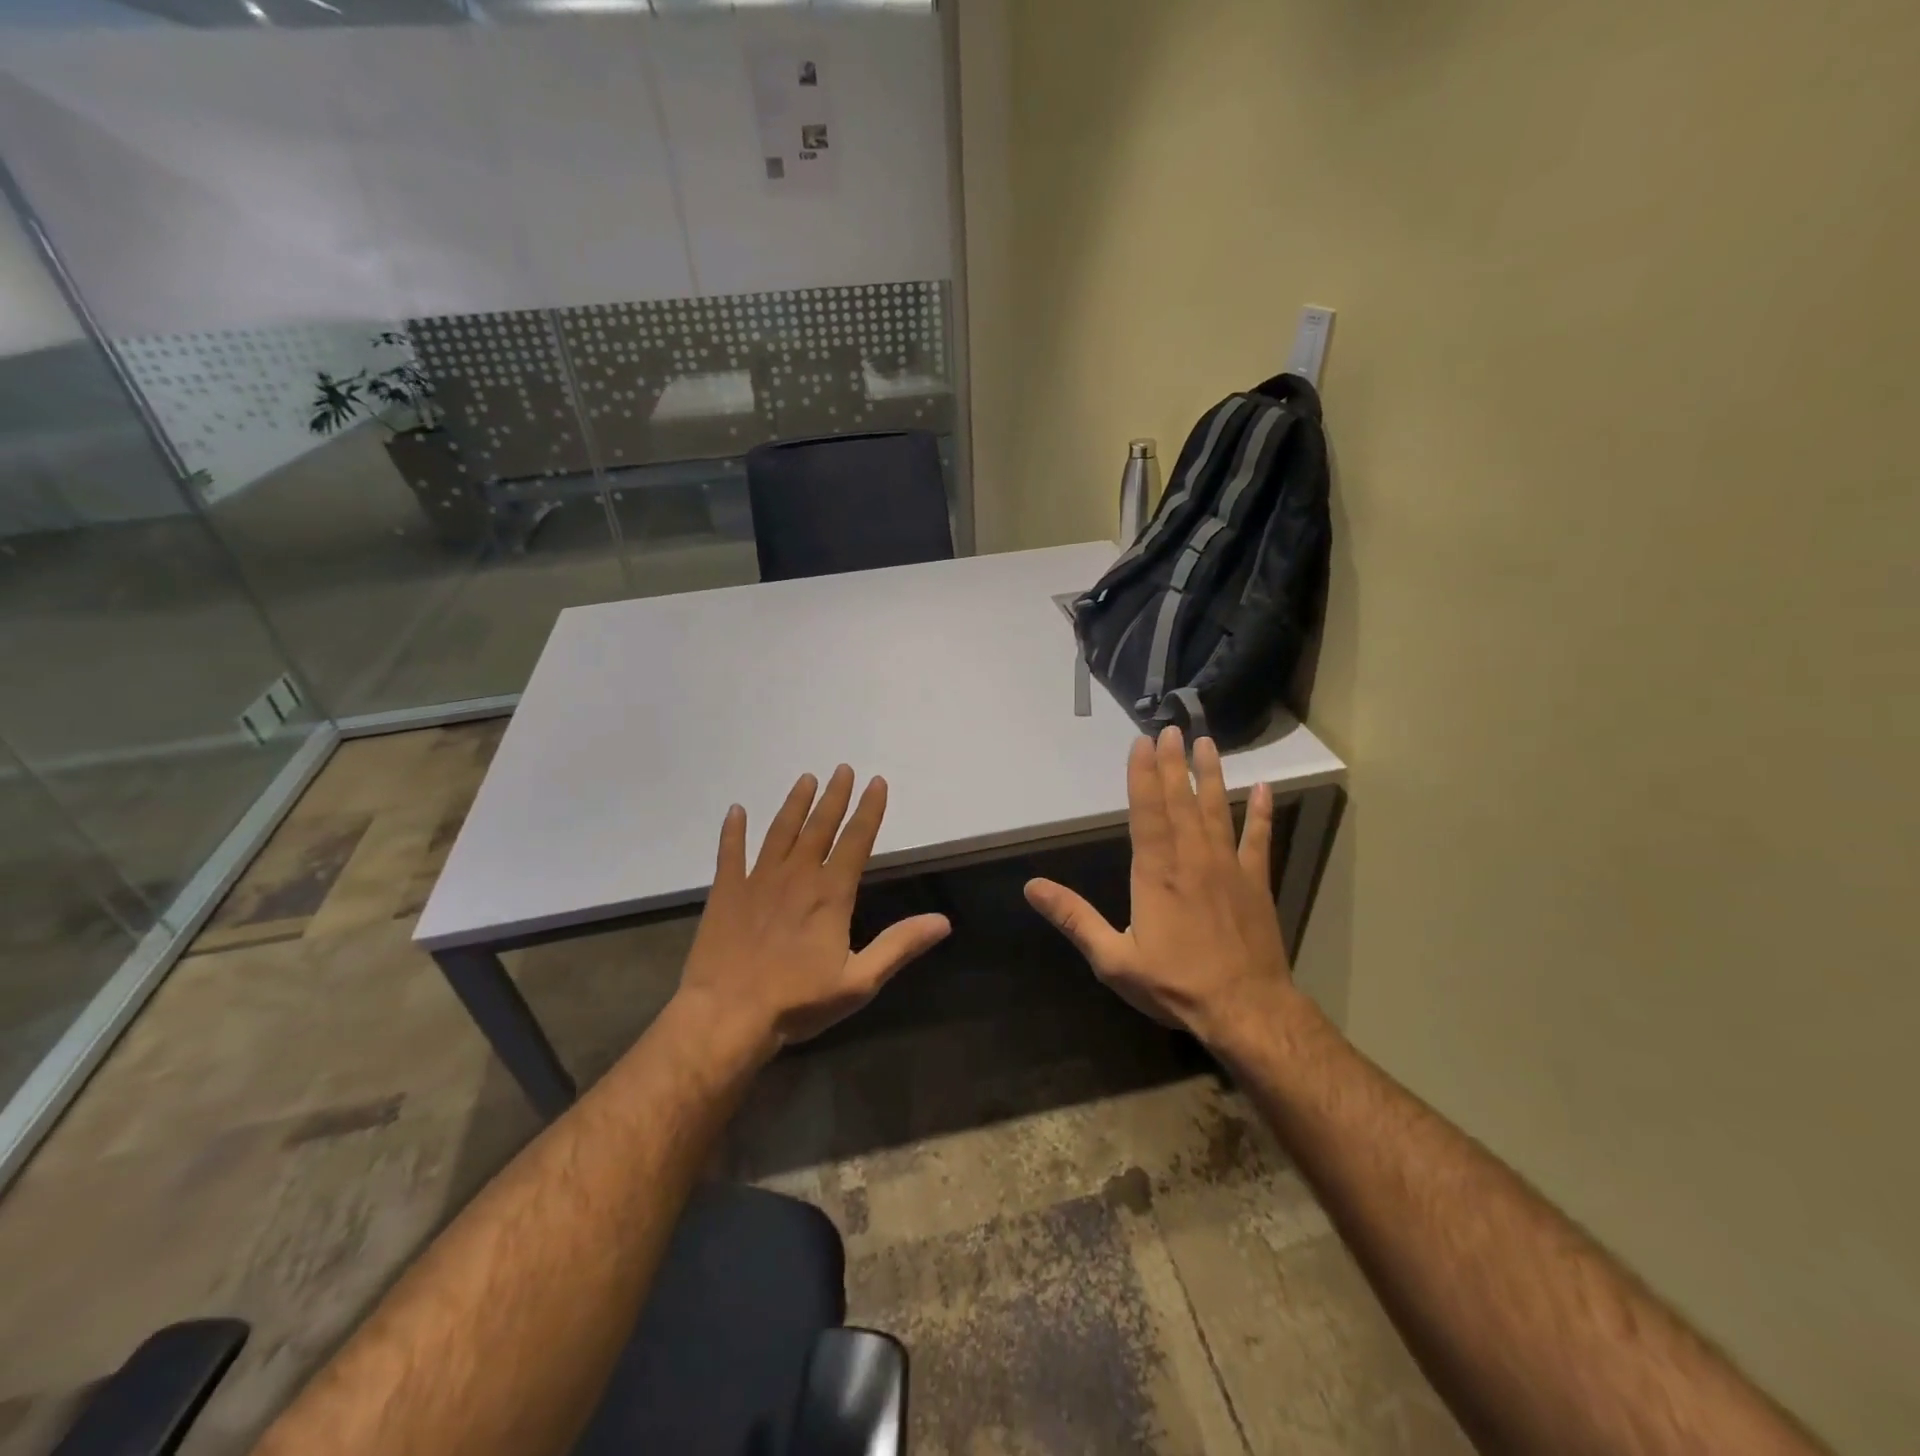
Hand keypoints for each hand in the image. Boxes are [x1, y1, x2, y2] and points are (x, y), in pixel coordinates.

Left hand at [676, 765, 950, 1057]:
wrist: (727, 1016)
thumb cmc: (797, 1002)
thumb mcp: (859, 982)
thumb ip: (899, 946)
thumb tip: (943, 921)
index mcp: (830, 894)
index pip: (856, 840)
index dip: (869, 810)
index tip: (876, 782)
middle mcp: (797, 876)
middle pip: (819, 827)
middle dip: (835, 796)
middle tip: (842, 768)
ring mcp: (758, 880)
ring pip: (780, 831)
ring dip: (794, 804)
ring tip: (805, 779)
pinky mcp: (726, 892)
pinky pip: (730, 852)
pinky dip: (733, 831)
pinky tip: (736, 811)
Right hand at [1025, 727, 1293, 1044]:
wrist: (1245, 1010)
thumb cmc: (1175, 984)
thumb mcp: (1113, 959)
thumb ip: (1074, 918)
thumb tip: (1032, 887)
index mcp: (1156, 873)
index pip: (1147, 812)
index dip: (1143, 775)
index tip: (1143, 743)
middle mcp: (1192, 859)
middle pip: (1181, 802)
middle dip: (1174, 764)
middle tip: (1172, 728)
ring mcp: (1229, 868)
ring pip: (1218, 810)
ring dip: (1211, 775)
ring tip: (1208, 743)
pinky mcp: (1256, 883)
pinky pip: (1259, 840)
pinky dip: (1261, 813)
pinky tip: (1263, 789)